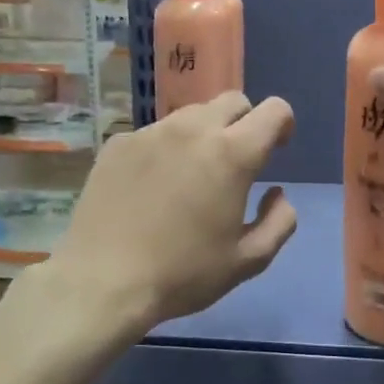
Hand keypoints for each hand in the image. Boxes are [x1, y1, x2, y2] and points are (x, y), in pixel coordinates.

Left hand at [48, 92, 298, 332]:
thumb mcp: (247, 261)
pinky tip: (151, 186)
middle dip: (245, 122)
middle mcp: (193, 130)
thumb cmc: (182, 274)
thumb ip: (279, 222)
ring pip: (191, 115)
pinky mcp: (118, 143)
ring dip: (204, 134)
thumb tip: (277, 194)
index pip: (273, 110)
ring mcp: (151, 132)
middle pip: (233, 101)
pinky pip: (155, 133)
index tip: (276, 148)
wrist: (101, 282)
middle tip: (236, 161)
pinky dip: (166, 148)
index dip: (282, 125)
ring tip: (191, 174)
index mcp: (232, 154)